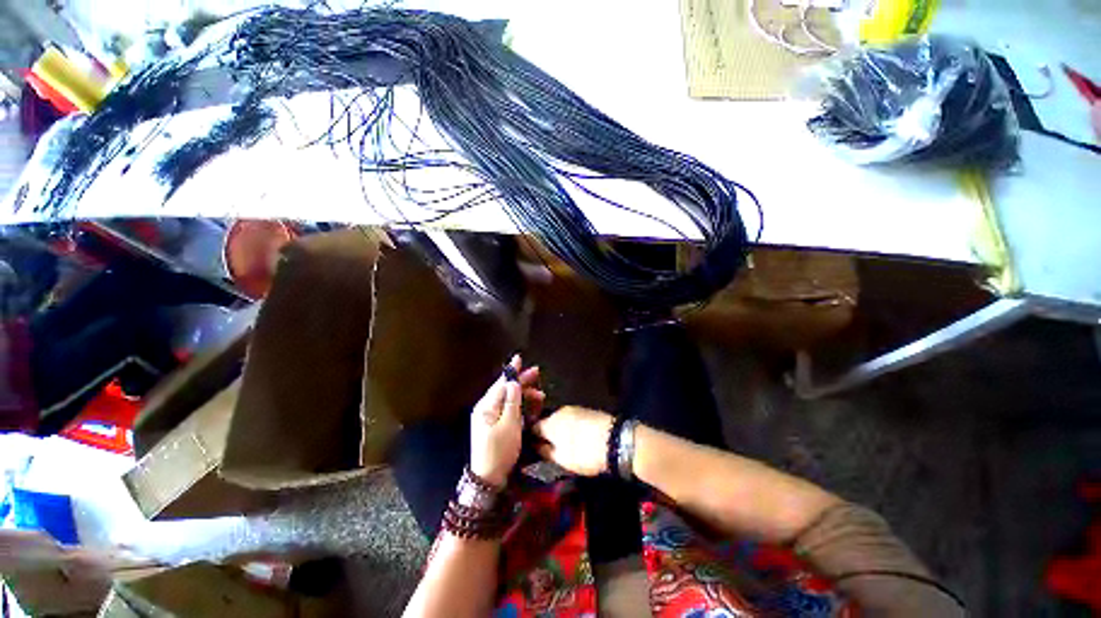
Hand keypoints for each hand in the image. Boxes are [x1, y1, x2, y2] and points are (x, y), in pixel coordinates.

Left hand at [470, 355, 544, 486]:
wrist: (488, 478)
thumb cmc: (499, 450)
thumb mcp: (509, 425)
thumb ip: (512, 402)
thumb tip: (513, 382)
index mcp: (486, 406)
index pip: (501, 383)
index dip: (512, 371)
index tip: (519, 357)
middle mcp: (486, 409)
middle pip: (505, 389)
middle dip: (521, 381)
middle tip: (537, 373)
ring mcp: (490, 417)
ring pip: (508, 399)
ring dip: (524, 395)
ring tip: (540, 395)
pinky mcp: (495, 425)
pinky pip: (508, 409)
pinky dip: (520, 406)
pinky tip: (531, 406)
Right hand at [531, 406, 614, 476]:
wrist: (616, 440)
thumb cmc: (585, 452)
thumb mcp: (562, 459)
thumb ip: (545, 451)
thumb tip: (534, 446)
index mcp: (550, 422)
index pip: (533, 427)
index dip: (530, 438)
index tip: (530, 449)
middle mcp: (560, 411)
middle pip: (547, 421)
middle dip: (546, 433)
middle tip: (548, 449)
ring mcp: (575, 409)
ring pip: (560, 420)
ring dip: (559, 431)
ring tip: (563, 445)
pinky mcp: (587, 411)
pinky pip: (572, 419)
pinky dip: (570, 428)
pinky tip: (575, 438)